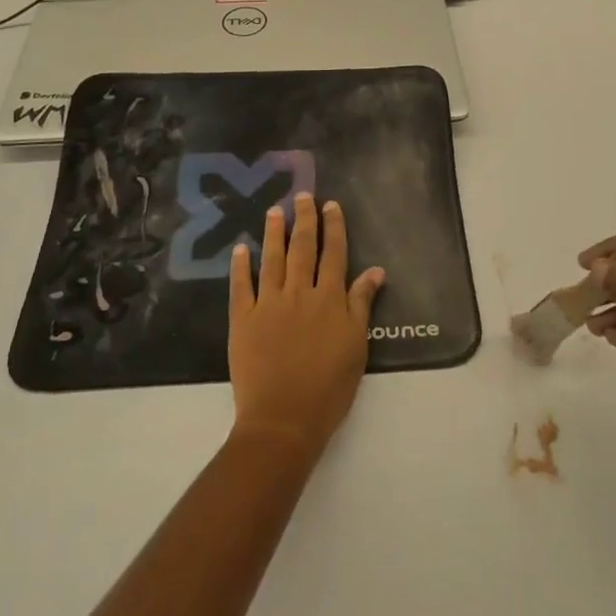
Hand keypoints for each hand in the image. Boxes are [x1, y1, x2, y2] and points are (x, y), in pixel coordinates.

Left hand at [228, 193, 385, 462]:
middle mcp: (300, 292)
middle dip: (304, 219)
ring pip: (272, 259)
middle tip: (302, 195)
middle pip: (302, 248)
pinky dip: (240, 266)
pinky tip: (240, 248)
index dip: (333, 227)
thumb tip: (375, 270)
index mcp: (330, 299)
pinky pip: (241, 286)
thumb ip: (362, 304)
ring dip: (273, 232)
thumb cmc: (329, 387)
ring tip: (273, 210)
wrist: (284, 419)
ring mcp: (269, 304)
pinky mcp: (243, 319)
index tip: (330, 204)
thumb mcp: (357, 345)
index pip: (334, 254)